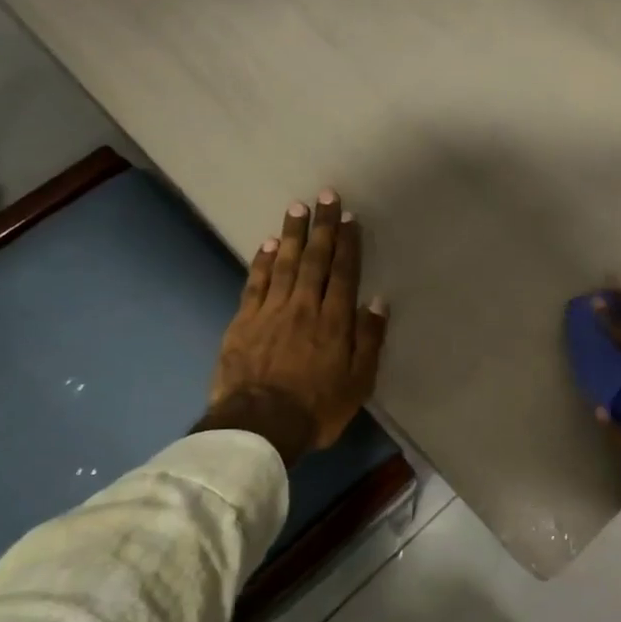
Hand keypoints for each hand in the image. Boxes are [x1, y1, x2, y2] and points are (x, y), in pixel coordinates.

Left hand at [200, 190, 388, 464]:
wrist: (259, 425)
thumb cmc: (317, 407)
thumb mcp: (358, 381)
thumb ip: (368, 339)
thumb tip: (377, 301)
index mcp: (334, 321)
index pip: (343, 273)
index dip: (348, 244)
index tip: (349, 217)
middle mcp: (304, 307)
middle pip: (315, 260)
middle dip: (322, 227)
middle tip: (325, 196)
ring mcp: (270, 311)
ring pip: (283, 264)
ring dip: (292, 235)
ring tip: (297, 208)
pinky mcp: (243, 321)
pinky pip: (255, 283)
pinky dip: (261, 261)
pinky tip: (266, 244)